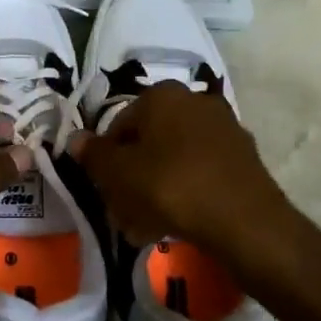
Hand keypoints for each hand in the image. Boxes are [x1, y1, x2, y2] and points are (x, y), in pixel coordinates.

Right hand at [73, 83, 295, 265]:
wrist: (245, 222)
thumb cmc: (171, 187)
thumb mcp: (119, 174)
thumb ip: (94, 155)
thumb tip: (75, 139)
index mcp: (162, 94)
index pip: (119, 124)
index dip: (106, 159)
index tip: (105, 190)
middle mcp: (194, 100)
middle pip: (149, 141)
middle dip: (133, 175)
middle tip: (124, 211)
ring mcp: (224, 128)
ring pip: (174, 158)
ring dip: (157, 187)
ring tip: (147, 226)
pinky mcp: (243, 157)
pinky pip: (201, 171)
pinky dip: (186, 191)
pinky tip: (177, 224)